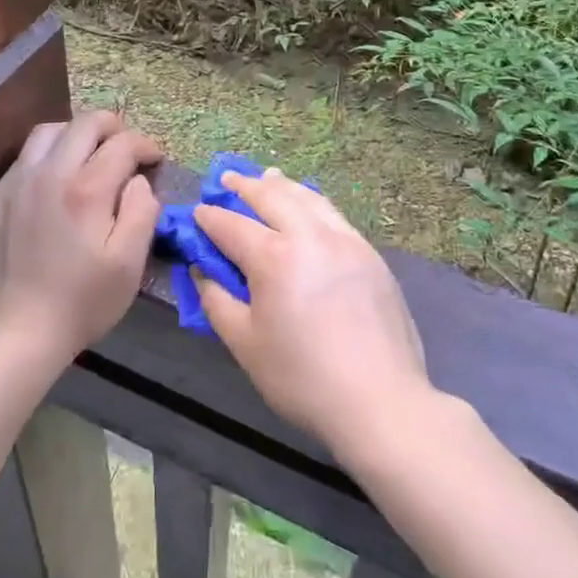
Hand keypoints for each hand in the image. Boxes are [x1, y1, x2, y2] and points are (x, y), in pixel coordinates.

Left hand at [0, 111, 161, 363]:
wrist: (19, 334)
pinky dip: (45, 159)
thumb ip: (142, 210)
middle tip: (126, 148)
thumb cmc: (83, 301)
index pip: (122, 143)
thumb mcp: (130, 263)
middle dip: (113, 128)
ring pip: (47, 132)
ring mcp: (14, 184)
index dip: (145, 146)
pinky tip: (53, 185)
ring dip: (75, 135)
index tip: (154, 161)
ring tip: (88, 156)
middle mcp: (48, 174)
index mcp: (86, 189)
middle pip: (84, 123)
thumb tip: (138, 180)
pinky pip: (22, 161)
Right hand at [192, 169, 432, 458]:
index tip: (197, 213)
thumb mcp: (245, 345)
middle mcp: (309, 235)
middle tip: (226, 179)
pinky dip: (312, 200)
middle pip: (271, 196)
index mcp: (274, 257)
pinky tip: (308, 204)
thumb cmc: (302, 378)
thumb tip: (203, 271)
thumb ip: (217, 301)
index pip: (232, 225)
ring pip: (306, 197)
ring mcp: (344, 240)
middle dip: (243, 186)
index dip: (210, 218)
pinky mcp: (369, 252)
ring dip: (281, 185)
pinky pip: (333, 213)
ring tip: (266, 177)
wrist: (380, 400)